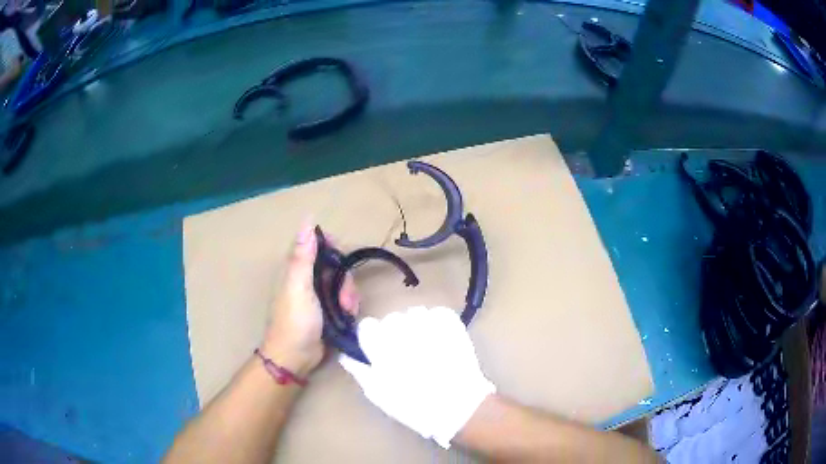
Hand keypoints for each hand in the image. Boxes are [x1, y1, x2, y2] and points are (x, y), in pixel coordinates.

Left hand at [262, 220, 358, 377]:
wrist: (296, 357)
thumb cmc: (295, 321)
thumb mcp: (299, 287)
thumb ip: (303, 256)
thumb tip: (307, 221)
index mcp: (297, 269)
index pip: (314, 244)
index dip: (329, 245)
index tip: (340, 256)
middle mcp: (307, 279)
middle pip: (334, 265)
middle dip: (344, 279)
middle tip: (344, 297)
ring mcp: (319, 296)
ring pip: (342, 283)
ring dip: (349, 295)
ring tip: (346, 311)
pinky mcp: (328, 311)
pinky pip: (344, 299)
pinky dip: (349, 306)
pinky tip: (348, 316)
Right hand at [339, 306, 495, 447]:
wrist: (459, 405)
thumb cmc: (414, 405)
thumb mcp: (379, 394)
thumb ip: (360, 370)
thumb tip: (346, 355)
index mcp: (381, 346)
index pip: (367, 326)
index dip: (373, 339)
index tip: (381, 351)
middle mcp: (402, 328)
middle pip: (391, 319)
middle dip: (396, 334)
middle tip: (407, 354)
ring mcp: (428, 322)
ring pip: (415, 314)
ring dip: (417, 327)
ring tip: (427, 347)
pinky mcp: (450, 322)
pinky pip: (437, 313)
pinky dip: (438, 324)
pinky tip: (441, 341)